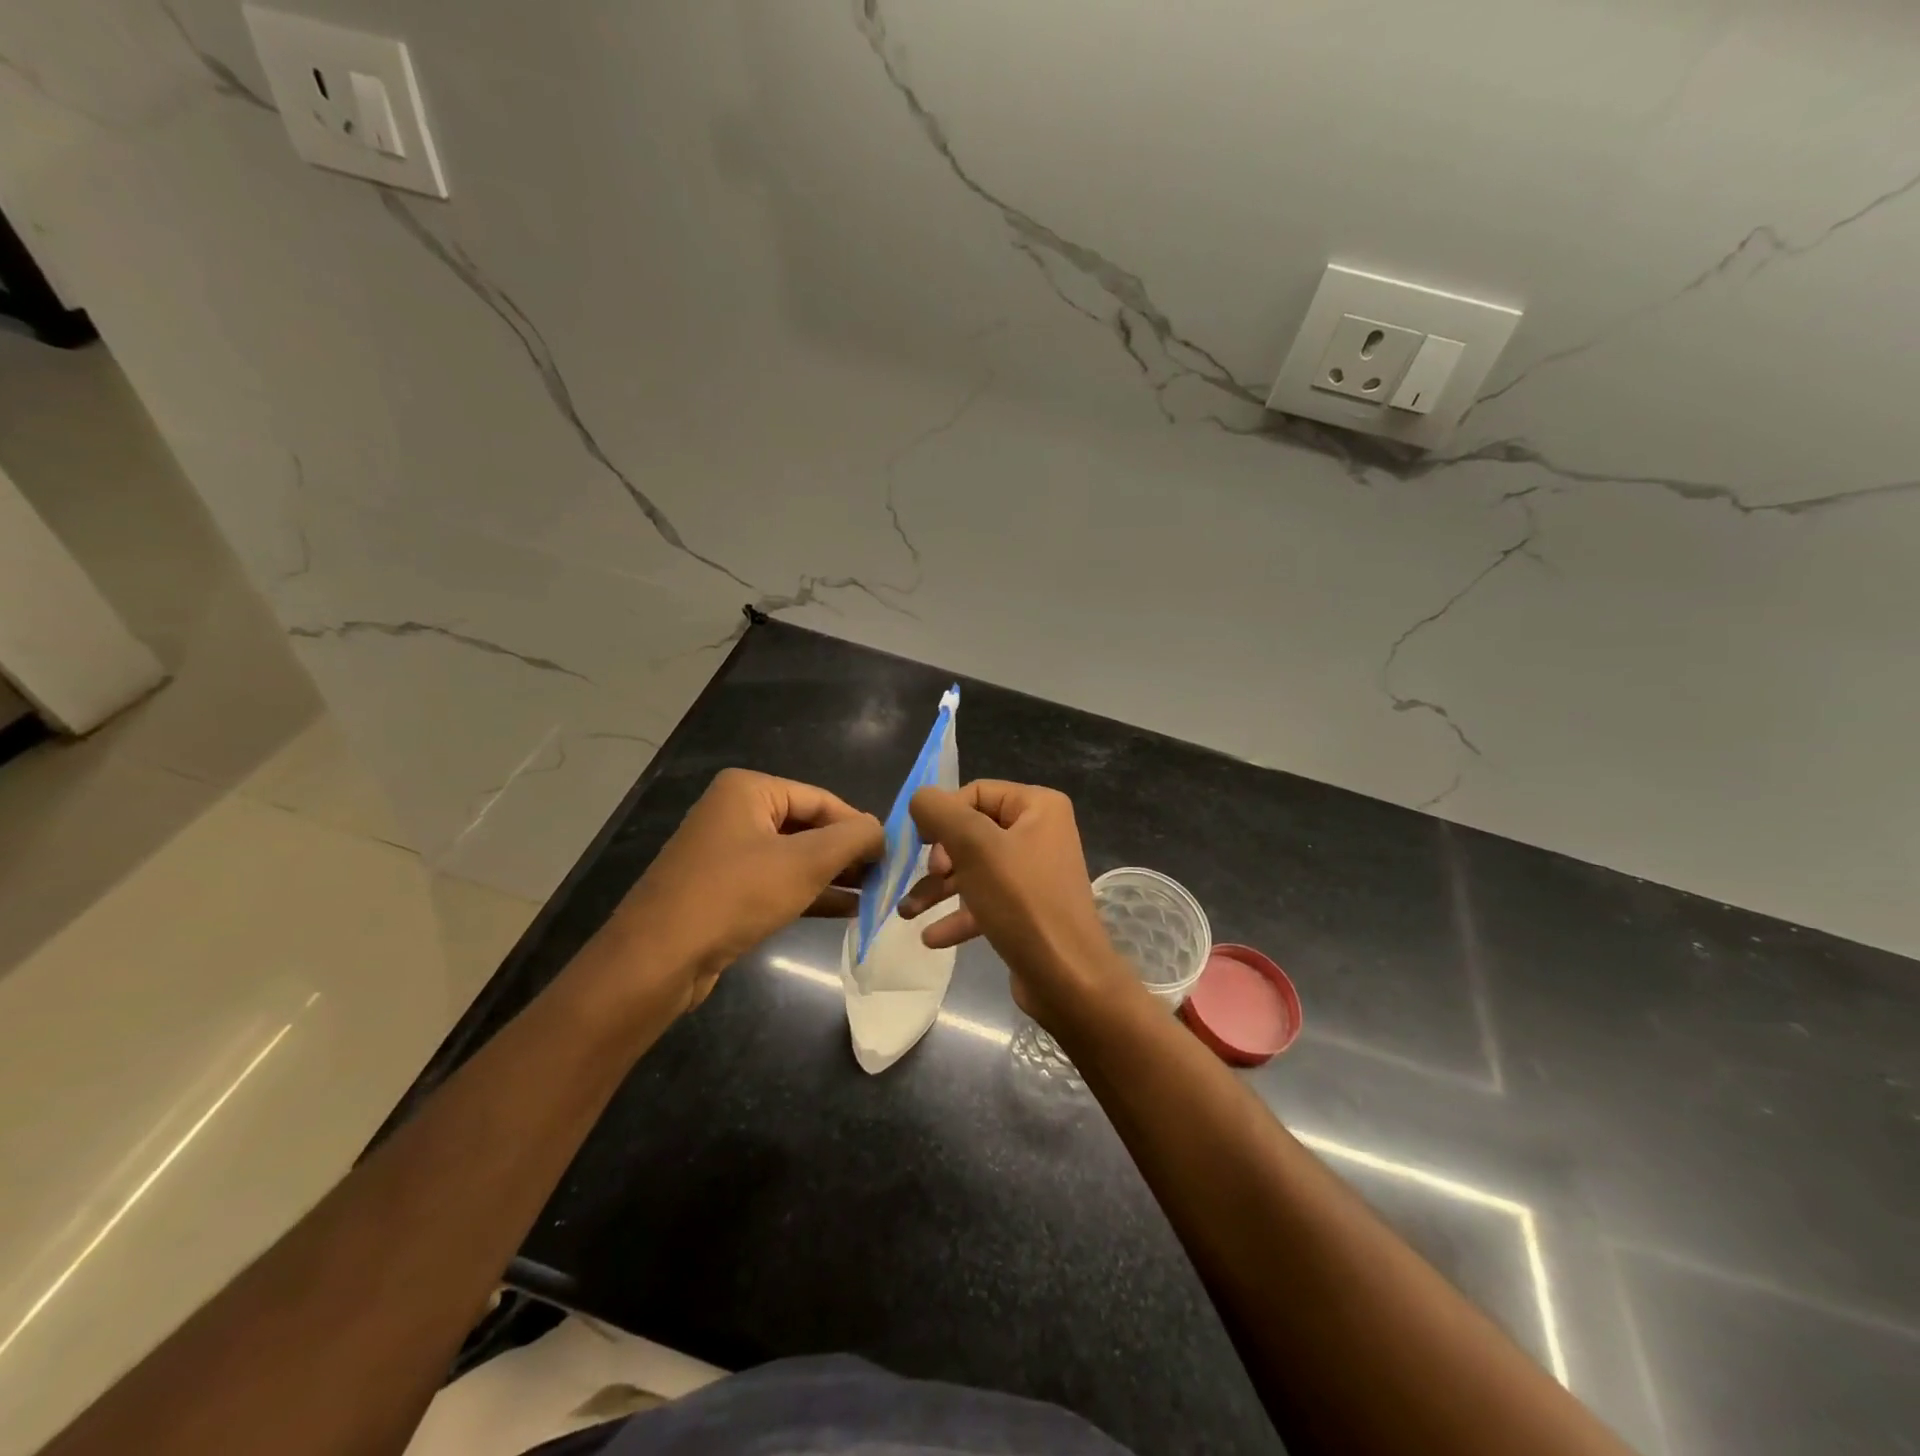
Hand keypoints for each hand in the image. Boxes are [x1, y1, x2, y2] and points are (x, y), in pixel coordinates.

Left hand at [604, 768, 882, 1014]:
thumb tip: (881, 831)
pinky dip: (810, 893)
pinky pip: (777, 882)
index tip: (892, 855)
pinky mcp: (724, 890)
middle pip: (808, 826)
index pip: (822, 799)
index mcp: (749, 790)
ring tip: (874, 895)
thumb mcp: (805, 862)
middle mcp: (735, 813)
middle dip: (846, 853)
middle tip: (885, 877)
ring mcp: (727, 853)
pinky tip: (846, 910)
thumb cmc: (735, 895)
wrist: (658, 959)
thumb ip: (853, 838)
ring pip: (794, 857)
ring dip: (833, 876)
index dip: (859, 826)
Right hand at [900, 780, 1131, 1030]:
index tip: (923, 847)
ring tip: (906, 913)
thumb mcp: (975, 847)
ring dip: (939, 889)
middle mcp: (1041, 833)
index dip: (943, 816)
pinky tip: (931, 937)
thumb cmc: (1022, 901)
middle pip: (972, 832)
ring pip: (975, 869)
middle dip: (939, 858)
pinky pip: (986, 901)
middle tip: (930, 879)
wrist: (1068, 979)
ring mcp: (1035, 873)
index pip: (975, 793)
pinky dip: (959, 915)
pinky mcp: (1028, 910)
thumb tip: (920, 799)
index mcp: (1038, 806)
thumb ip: (941, 813)